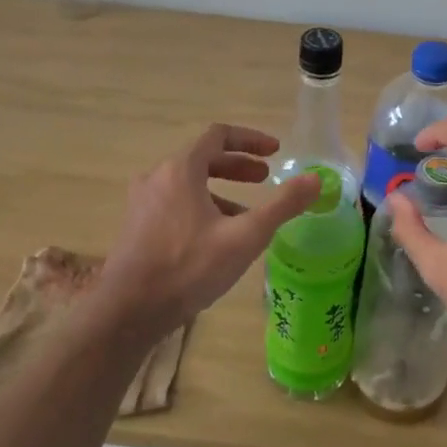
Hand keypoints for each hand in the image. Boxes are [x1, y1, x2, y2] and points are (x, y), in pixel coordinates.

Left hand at [98, 124, 319, 335]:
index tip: (275, 152)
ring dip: (220, 189)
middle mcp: (157, 177)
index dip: (250, 139)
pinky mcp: (136, 226)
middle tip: (265, 178)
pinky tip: (216, 237)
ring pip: (188, 183)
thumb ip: (282, 205)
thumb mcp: (244, 236)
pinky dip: (201, 206)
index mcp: (180, 170)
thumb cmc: (189, 267)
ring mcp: (142, 202)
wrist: (130, 310)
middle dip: (237, 165)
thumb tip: (316, 179)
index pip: (218, 136)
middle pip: (202, 158)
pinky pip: (175, 203)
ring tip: (247, 213)